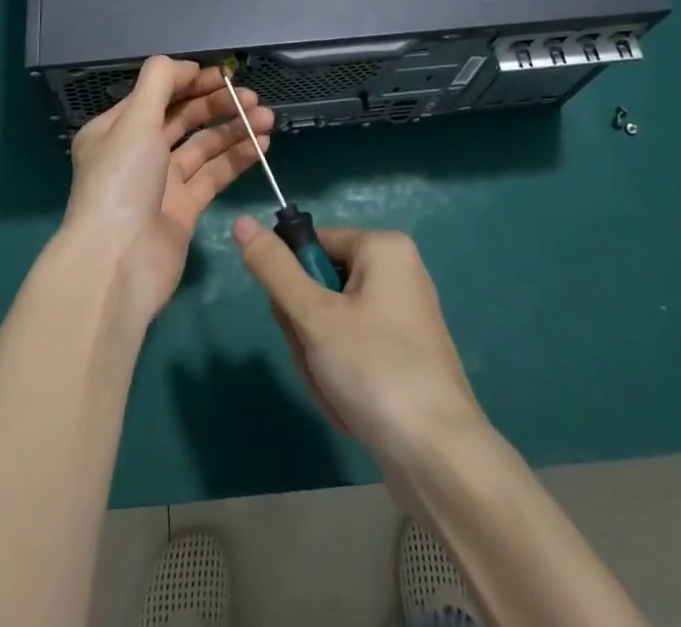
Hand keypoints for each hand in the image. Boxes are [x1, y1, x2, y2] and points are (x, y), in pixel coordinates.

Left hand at [64, 57, 273, 320]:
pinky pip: (214, 175)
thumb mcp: (135, 120)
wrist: (118, 263)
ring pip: (203, 146)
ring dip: (234, 129)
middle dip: (217, 104)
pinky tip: (262, 144)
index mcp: (116, 129)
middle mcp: (138, 152)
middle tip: (251, 96)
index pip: (157, 94)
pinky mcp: (184, 209)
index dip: (191, 81)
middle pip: (183, 118)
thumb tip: (185, 64)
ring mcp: (162, 182)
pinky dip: (237, 158)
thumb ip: (160, 83)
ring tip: (267, 117)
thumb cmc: (122, 182)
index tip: (224, 74)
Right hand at [233, 221, 484, 463]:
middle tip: (317, 363)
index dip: (292, 283)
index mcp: (383, 247)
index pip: (311, 244)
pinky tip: (349, 407)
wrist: (440, 458)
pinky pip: (354, 348)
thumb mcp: (314, 316)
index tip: (295, 323)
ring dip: (319, 359)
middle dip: (306, 331)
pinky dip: (341, 375)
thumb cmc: (375, 369)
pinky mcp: (405, 354)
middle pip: (320, 284)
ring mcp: (403, 315)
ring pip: (332, 322)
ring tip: (334, 392)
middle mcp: (397, 271)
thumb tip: (240, 222)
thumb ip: (274, 269)